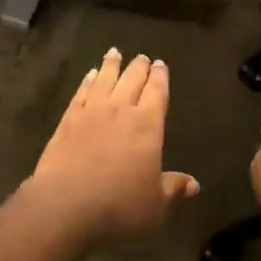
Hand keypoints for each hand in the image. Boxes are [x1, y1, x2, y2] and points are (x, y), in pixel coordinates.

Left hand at [20, 48, 199, 243]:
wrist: (66, 205)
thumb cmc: (120, 206)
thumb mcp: (155, 205)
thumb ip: (173, 189)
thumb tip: (194, 184)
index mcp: (147, 126)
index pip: (157, 93)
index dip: (160, 78)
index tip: (160, 64)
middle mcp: (120, 111)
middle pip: (131, 81)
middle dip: (139, 67)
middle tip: (142, 57)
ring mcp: (91, 113)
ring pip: (104, 80)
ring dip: (111, 65)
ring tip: (114, 53)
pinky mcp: (67, 121)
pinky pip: (81, 93)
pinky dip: (87, 82)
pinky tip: (89, 75)